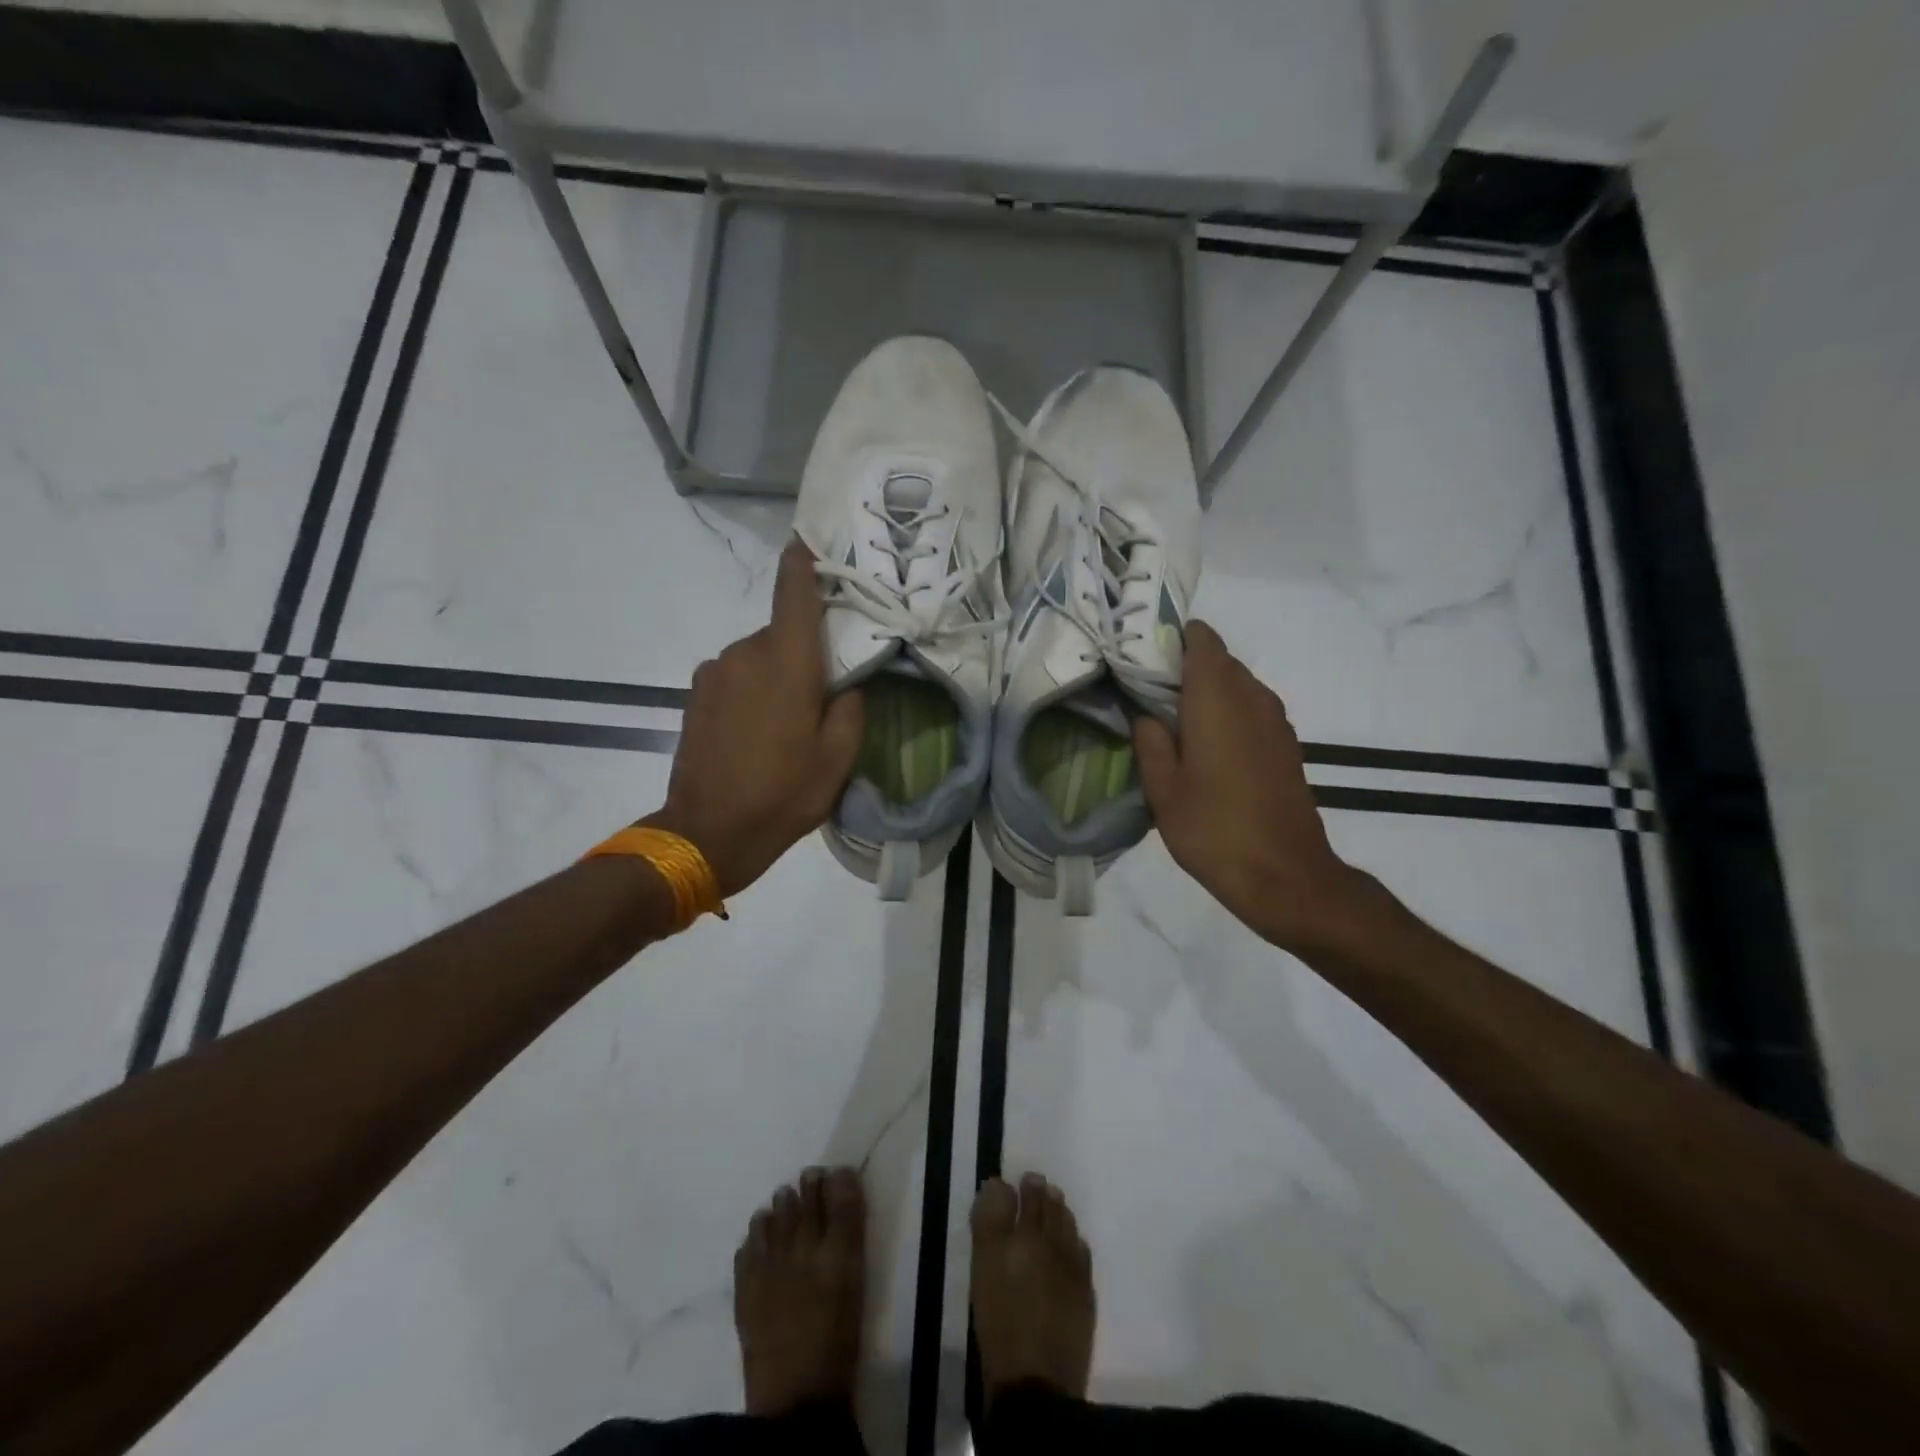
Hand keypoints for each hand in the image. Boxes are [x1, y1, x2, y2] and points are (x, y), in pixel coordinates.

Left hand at [645, 539, 862, 897]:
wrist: (708, 831)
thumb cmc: (784, 793)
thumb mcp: (839, 758)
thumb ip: (850, 707)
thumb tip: (845, 684)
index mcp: (787, 663)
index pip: (794, 595)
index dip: (801, 564)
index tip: (806, 541)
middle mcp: (746, 654)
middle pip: (782, 633)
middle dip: (803, 652)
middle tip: (822, 692)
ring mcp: (715, 672)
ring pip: (758, 657)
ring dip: (775, 675)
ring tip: (786, 723)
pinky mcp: (695, 694)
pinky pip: (735, 676)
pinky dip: (751, 690)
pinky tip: (756, 731)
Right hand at [1133, 621, 1364, 952]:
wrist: (1286, 876)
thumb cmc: (1215, 830)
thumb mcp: (1163, 789)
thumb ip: (1149, 741)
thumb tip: (1145, 712)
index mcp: (1218, 699)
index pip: (1201, 639)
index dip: (1172, 638)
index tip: (1142, 655)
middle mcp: (1252, 698)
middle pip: (1218, 660)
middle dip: (1183, 666)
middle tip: (1145, 691)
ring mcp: (1275, 721)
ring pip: (1236, 685)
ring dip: (1205, 692)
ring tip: (1170, 720)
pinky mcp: (1285, 745)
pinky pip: (1250, 709)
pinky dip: (1225, 713)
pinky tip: (1203, 747)